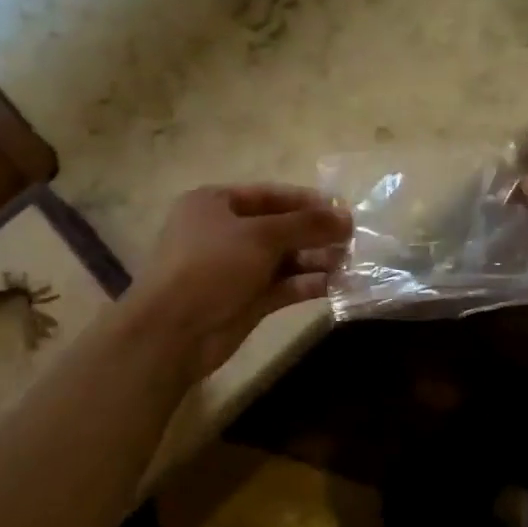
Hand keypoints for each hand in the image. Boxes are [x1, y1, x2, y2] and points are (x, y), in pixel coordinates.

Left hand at [123, 184, 352, 381]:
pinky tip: (338, 284)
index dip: (307, 201)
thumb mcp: (260, 236)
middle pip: (280, 227)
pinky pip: (283, 286)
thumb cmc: (211, 266)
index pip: (270, 195)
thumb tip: (347, 217)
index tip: (343, 209)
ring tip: (352, 261)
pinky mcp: (246, 300)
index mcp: (215, 204)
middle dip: (316, 232)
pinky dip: (308, 284)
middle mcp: (225, 232)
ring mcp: (235, 269)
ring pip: (284, 259)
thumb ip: (306, 224)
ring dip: (316, 259)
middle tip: (354, 238)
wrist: (173, 331)